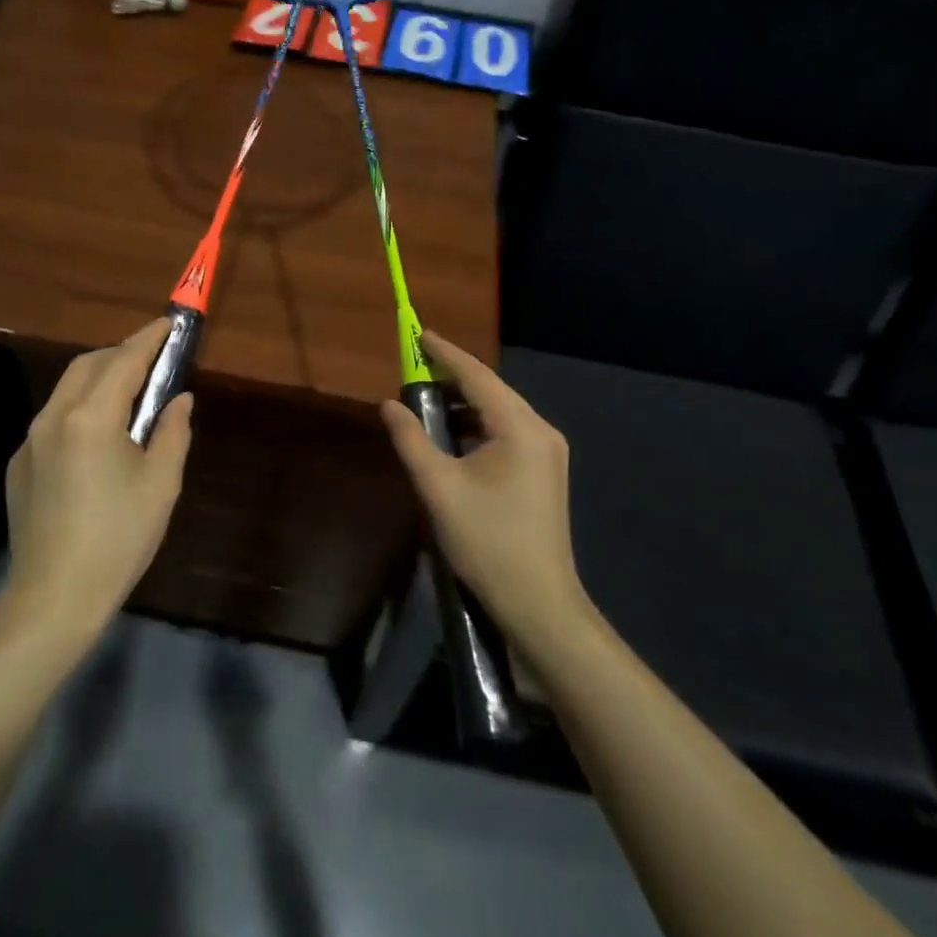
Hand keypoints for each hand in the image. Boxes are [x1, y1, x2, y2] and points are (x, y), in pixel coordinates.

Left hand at [3, 318, 193, 629]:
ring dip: (98, 378)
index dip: (148, 339)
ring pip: (66, 390)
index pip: (124, 361)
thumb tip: (178, 400)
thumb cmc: (118, 538)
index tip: (168, 324)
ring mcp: (30, 441)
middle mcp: (53, 418)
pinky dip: (80, 408)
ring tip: (129, 393)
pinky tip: (97, 438)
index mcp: (91, 418)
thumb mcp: (161, 484)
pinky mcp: (19, 465)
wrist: (54, 597)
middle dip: (121, 353)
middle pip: (88, 365)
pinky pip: (53, 419)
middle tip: (152, 358)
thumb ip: (172, 432)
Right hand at [380, 332, 584, 641]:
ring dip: (464, 405)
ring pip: (499, 413)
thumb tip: (388, 404)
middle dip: (453, 377)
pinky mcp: (545, 472)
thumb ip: (411, 439)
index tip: (419, 334)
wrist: (538, 602)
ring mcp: (548, 452)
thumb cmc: (486, 542)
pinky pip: (507, 433)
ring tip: (426, 402)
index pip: (477, 376)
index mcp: (520, 428)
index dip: (445, 353)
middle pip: (491, 390)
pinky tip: (453, 437)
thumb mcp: (438, 488)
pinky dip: (477, 427)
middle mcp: (541, 431)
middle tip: (415, 369)